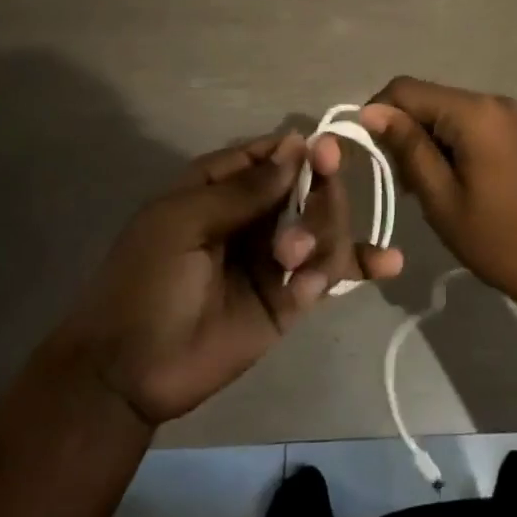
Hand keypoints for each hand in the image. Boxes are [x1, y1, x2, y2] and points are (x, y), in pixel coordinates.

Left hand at [60, 132, 403, 425]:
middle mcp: (257, 215)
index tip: (327, 152)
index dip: (303, 150)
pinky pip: (329, 273)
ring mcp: (276, 257)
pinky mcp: (290, 299)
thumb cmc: (145, 280)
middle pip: (310, 188)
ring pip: (325, 226)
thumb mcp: (185, 222)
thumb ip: (245, 189)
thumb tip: (297, 144)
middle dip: (320, 195)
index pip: (275, 155)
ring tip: (295, 265)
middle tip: (308, 215)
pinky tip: (389, 263)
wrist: (127, 372)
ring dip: (324, 236)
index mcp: (223, 188)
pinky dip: (360, 266)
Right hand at [360, 77, 516, 318]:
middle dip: (404, 131)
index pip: (405, 89)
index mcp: (472, 112)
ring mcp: (510, 115)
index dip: (377, 113)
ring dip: (427, 140)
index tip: (368, 153)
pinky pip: (472, 125)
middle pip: (428, 98)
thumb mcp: (443, 199)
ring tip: (425, 188)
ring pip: (449, 113)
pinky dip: (452, 144)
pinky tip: (453, 182)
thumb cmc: (500, 239)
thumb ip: (408, 148)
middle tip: (401, 181)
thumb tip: (372, 111)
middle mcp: (491, 101)